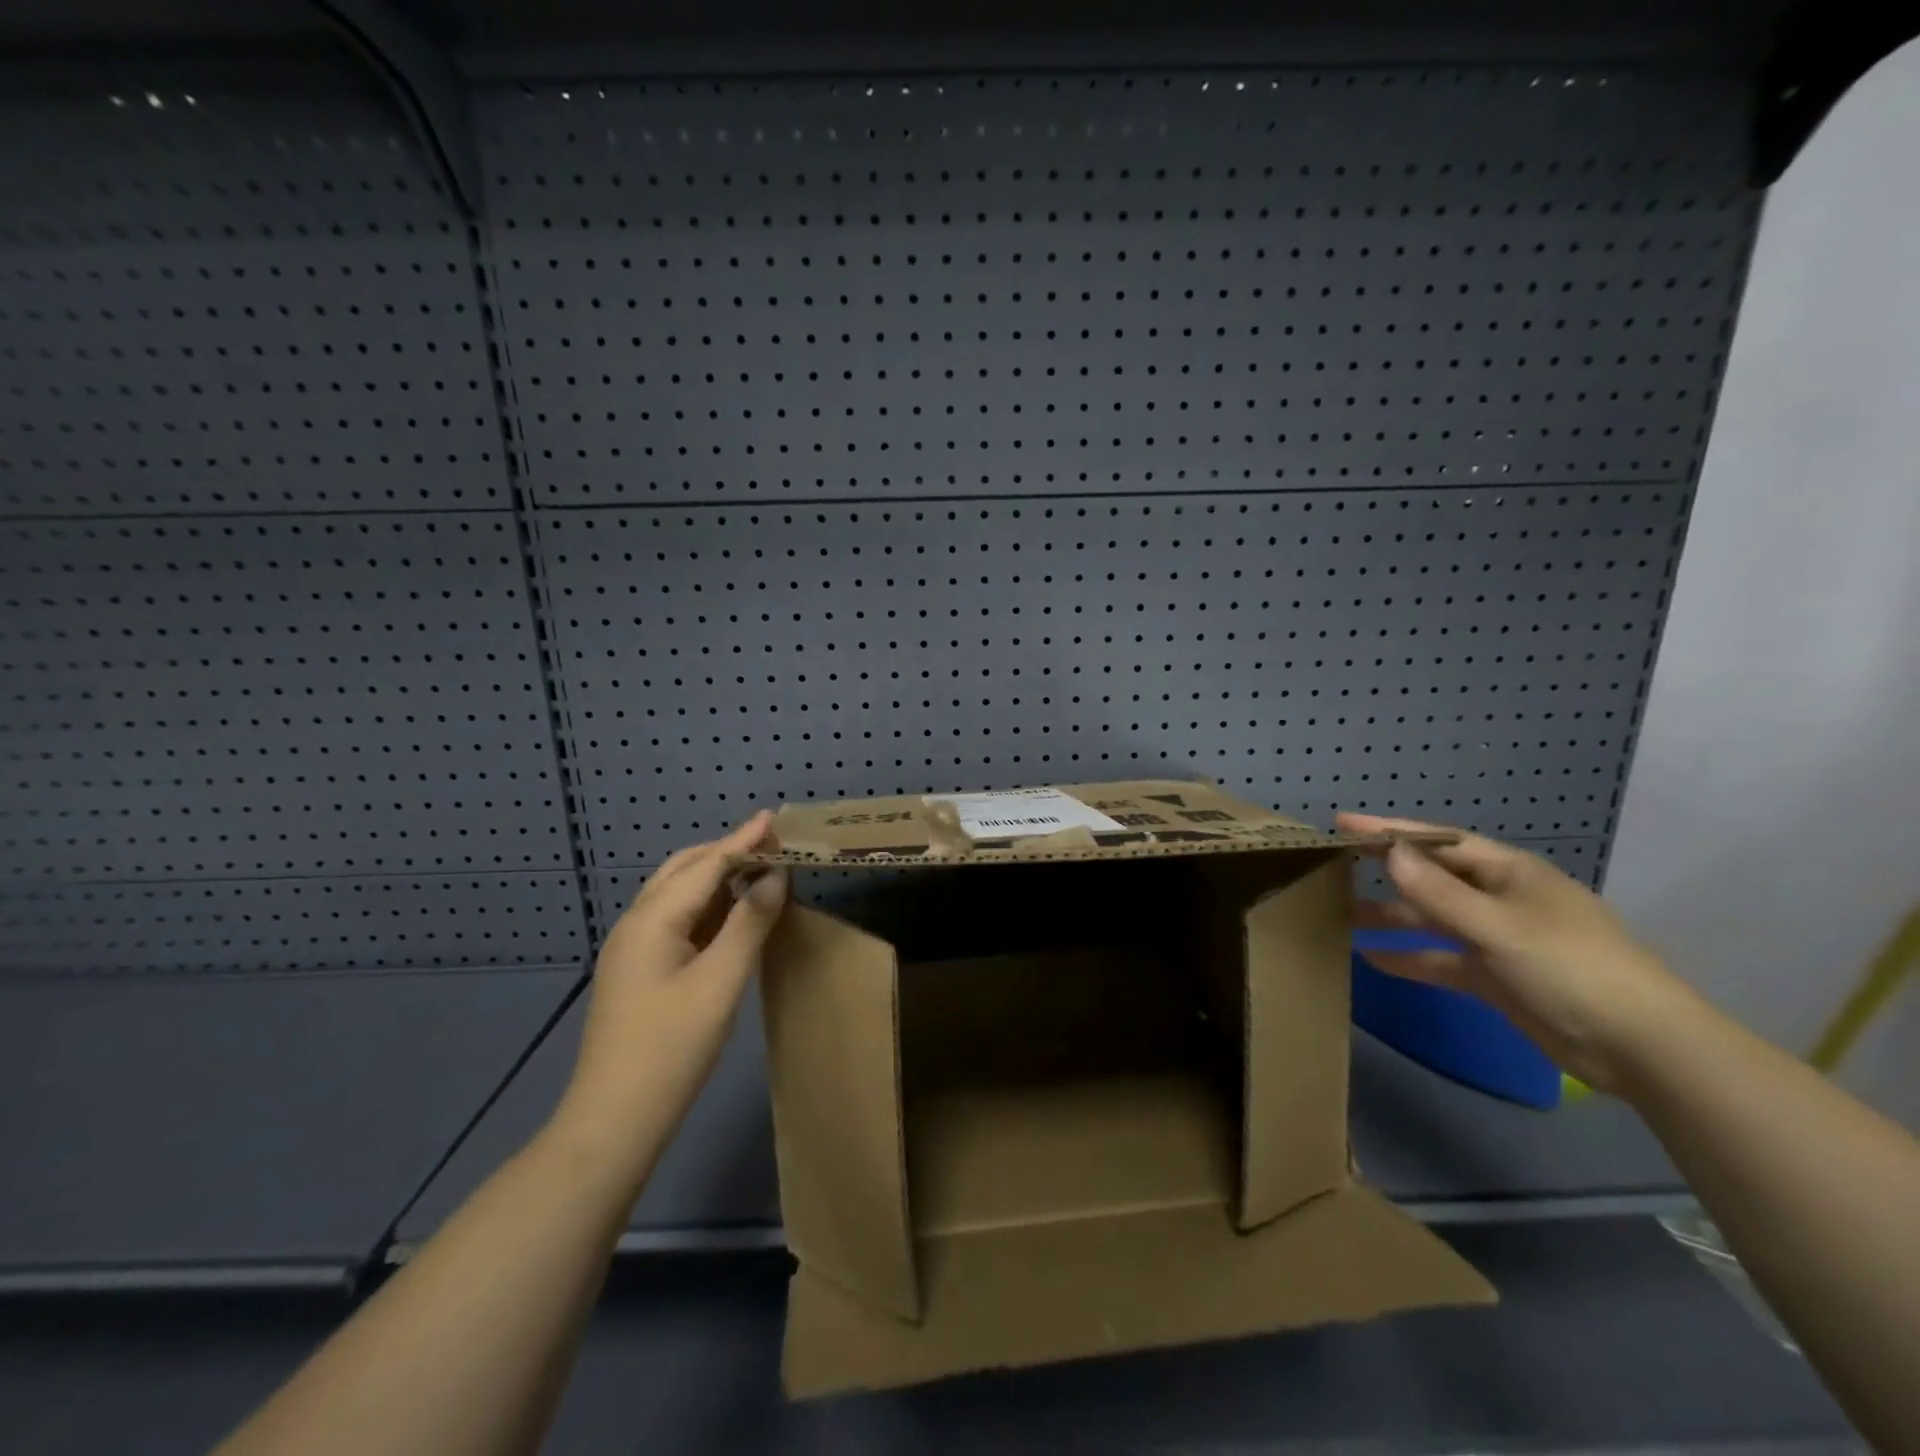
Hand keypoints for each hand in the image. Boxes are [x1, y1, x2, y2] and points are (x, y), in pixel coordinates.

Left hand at [554, 813, 787, 1158]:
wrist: (614, 1119)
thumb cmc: (672, 1047)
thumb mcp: (721, 981)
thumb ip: (749, 922)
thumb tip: (775, 876)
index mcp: (653, 919)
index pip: (705, 864)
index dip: (742, 840)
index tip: (773, 818)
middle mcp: (636, 923)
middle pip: (684, 870)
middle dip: (726, 851)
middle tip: (770, 844)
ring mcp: (632, 948)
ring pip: (677, 894)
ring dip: (715, 876)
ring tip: (756, 869)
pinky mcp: (637, 971)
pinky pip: (675, 919)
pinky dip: (706, 905)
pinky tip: (729, 913)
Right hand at [1336, 812, 1700, 1092]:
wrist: (1641, 1048)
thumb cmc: (1572, 969)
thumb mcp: (1500, 927)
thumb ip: (1440, 893)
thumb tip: (1389, 853)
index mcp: (1509, 873)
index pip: (1439, 841)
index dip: (1392, 830)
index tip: (1343, 824)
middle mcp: (1500, 899)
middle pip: (1432, 877)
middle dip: (1386, 871)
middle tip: (1332, 864)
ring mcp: (1497, 939)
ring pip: (1431, 919)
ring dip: (1390, 916)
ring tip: (1339, 914)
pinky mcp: (1495, 977)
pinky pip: (1441, 960)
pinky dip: (1409, 958)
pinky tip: (1370, 959)